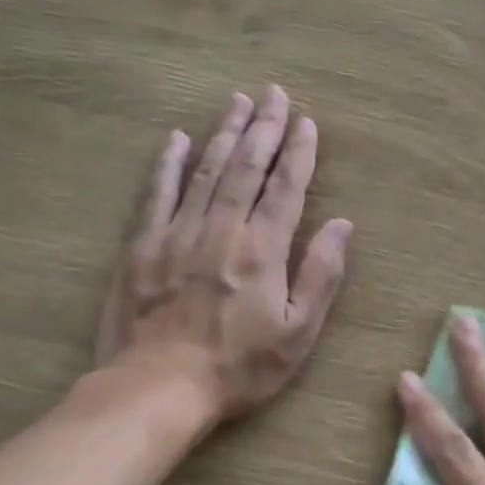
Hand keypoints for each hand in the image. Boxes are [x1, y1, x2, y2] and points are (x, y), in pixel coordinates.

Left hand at [95, 86, 352, 429]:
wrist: (157, 390)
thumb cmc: (240, 367)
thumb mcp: (299, 332)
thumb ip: (321, 274)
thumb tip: (343, 225)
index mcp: (263, 250)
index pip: (286, 188)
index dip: (299, 153)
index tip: (307, 122)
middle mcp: (222, 230)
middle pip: (246, 168)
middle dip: (264, 128)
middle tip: (274, 93)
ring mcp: (177, 234)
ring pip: (205, 171)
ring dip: (224, 133)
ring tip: (238, 102)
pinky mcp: (142, 247)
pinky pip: (157, 194)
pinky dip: (168, 164)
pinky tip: (177, 139)